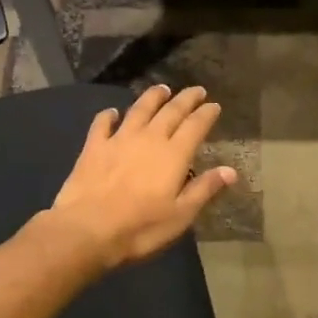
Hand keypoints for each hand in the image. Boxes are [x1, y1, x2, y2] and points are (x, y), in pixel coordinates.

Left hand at [49, 85, 236, 267]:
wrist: (86, 229)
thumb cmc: (140, 228)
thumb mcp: (180, 215)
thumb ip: (204, 189)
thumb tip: (230, 170)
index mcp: (173, 155)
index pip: (195, 126)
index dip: (206, 114)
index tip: (214, 105)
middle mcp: (149, 138)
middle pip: (170, 111)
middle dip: (185, 99)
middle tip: (196, 90)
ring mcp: (119, 139)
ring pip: (139, 109)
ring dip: (152, 97)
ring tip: (162, 89)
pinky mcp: (94, 146)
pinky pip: (102, 123)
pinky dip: (109, 115)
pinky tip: (112, 112)